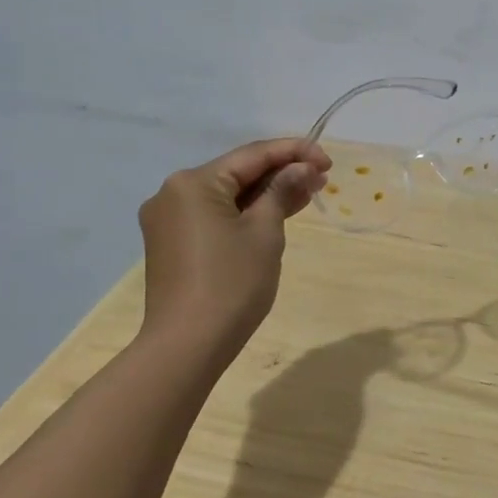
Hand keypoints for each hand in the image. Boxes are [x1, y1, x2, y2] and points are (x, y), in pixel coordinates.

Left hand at [137, 137, 331, 367]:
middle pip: (237, 173)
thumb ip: (282, 191)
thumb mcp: (265, 232)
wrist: (187, 345)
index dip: (294, 152)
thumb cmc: (231, 283)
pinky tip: (275, 214)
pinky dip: (245, 214)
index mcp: (193, 182)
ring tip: (307, 193)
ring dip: (265, 194)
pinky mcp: (172, 244)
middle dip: (281, 174)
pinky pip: (215, 216)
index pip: (252, 155)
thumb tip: (300, 168)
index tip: (328, 161)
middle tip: (322, 178)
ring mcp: (168, 220)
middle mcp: (173, 193)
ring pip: (227, 196)